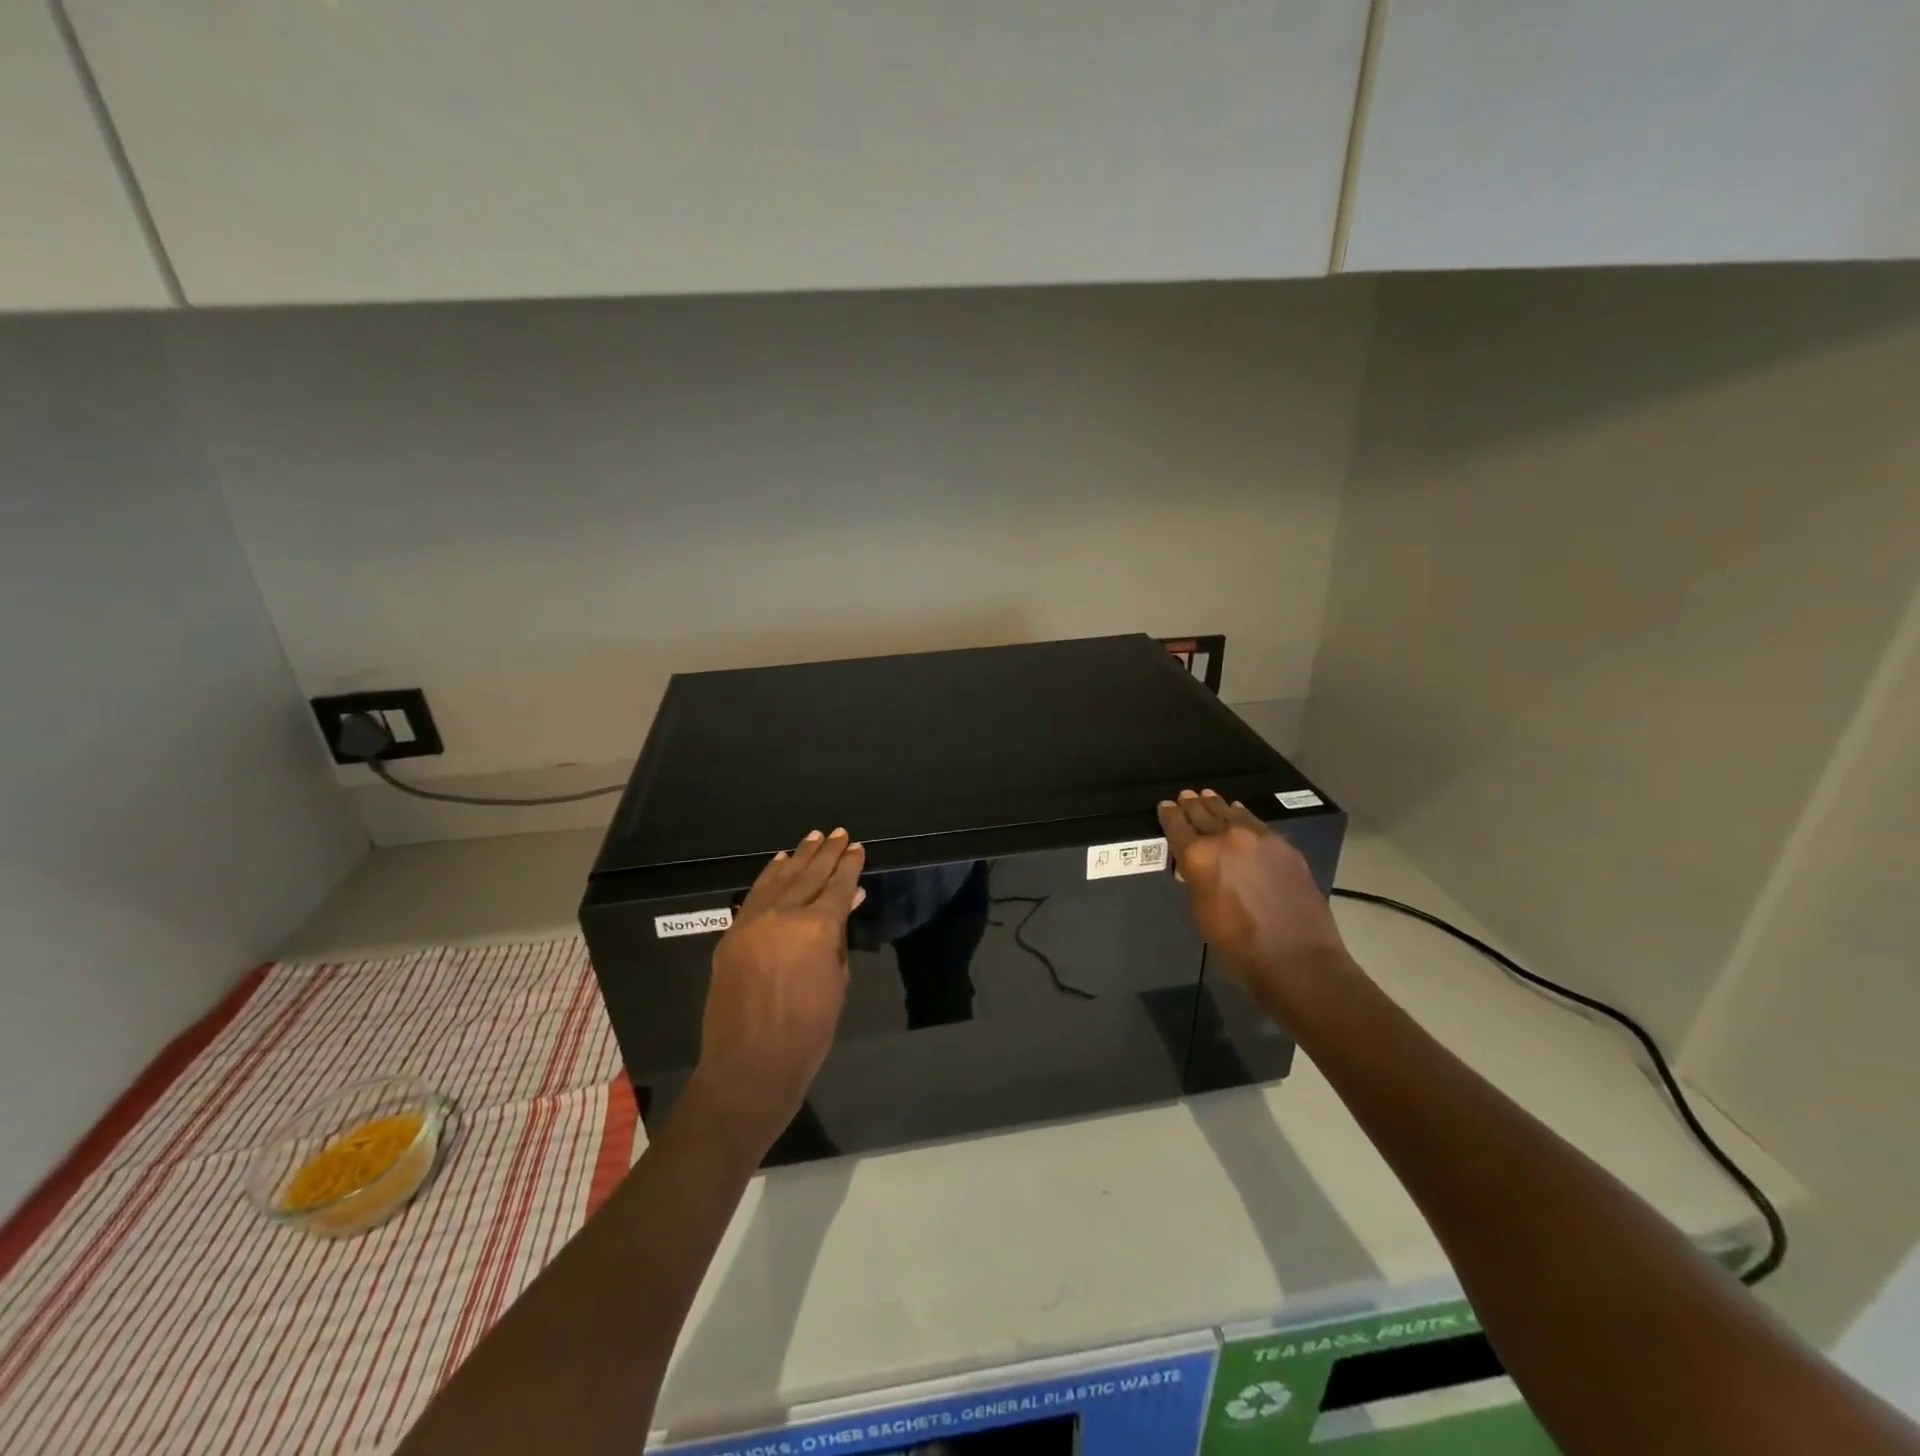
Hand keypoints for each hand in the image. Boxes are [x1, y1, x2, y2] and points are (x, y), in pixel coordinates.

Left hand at [695, 828, 865, 1139]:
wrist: (749, 1066)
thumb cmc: (808, 1032)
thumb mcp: (837, 982)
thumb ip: (839, 938)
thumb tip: (847, 903)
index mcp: (817, 928)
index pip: (838, 886)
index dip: (849, 865)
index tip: (857, 847)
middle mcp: (784, 915)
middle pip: (809, 875)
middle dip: (827, 853)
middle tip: (839, 833)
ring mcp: (753, 922)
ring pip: (780, 879)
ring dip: (799, 857)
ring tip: (813, 837)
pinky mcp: (732, 935)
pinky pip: (755, 895)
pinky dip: (770, 876)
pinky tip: (780, 862)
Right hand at [1157, 789, 1353, 1017]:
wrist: (1297, 958)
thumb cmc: (1238, 944)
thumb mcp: (1201, 912)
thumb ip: (1195, 881)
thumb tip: (1194, 867)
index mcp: (1199, 856)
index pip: (1177, 826)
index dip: (1169, 815)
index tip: (1165, 806)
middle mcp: (1227, 838)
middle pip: (1204, 813)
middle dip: (1192, 805)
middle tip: (1185, 796)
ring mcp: (1260, 839)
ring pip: (1232, 813)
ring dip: (1217, 806)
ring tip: (1208, 797)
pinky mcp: (1284, 847)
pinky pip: (1257, 824)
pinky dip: (1243, 817)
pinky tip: (1240, 815)